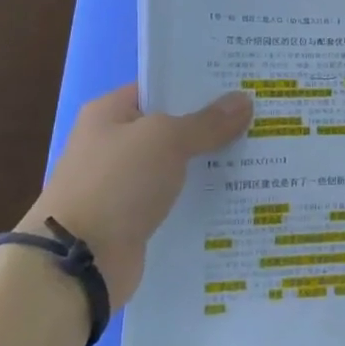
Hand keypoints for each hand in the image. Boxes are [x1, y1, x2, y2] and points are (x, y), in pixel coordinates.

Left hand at [22, 83, 252, 306]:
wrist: (79, 260)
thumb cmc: (117, 184)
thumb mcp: (166, 140)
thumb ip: (207, 122)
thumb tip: (244, 100)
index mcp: (110, 113)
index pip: (162, 88)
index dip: (201, 85)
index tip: (243, 86)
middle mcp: (116, 144)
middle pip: (175, 127)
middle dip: (216, 126)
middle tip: (264, 119)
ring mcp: (126, 183)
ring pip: (180, 166)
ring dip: (214, 164)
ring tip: (264, 156)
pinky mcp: (138, 218)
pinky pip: (179, 199)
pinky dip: (204, 197)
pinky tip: (240, 194)